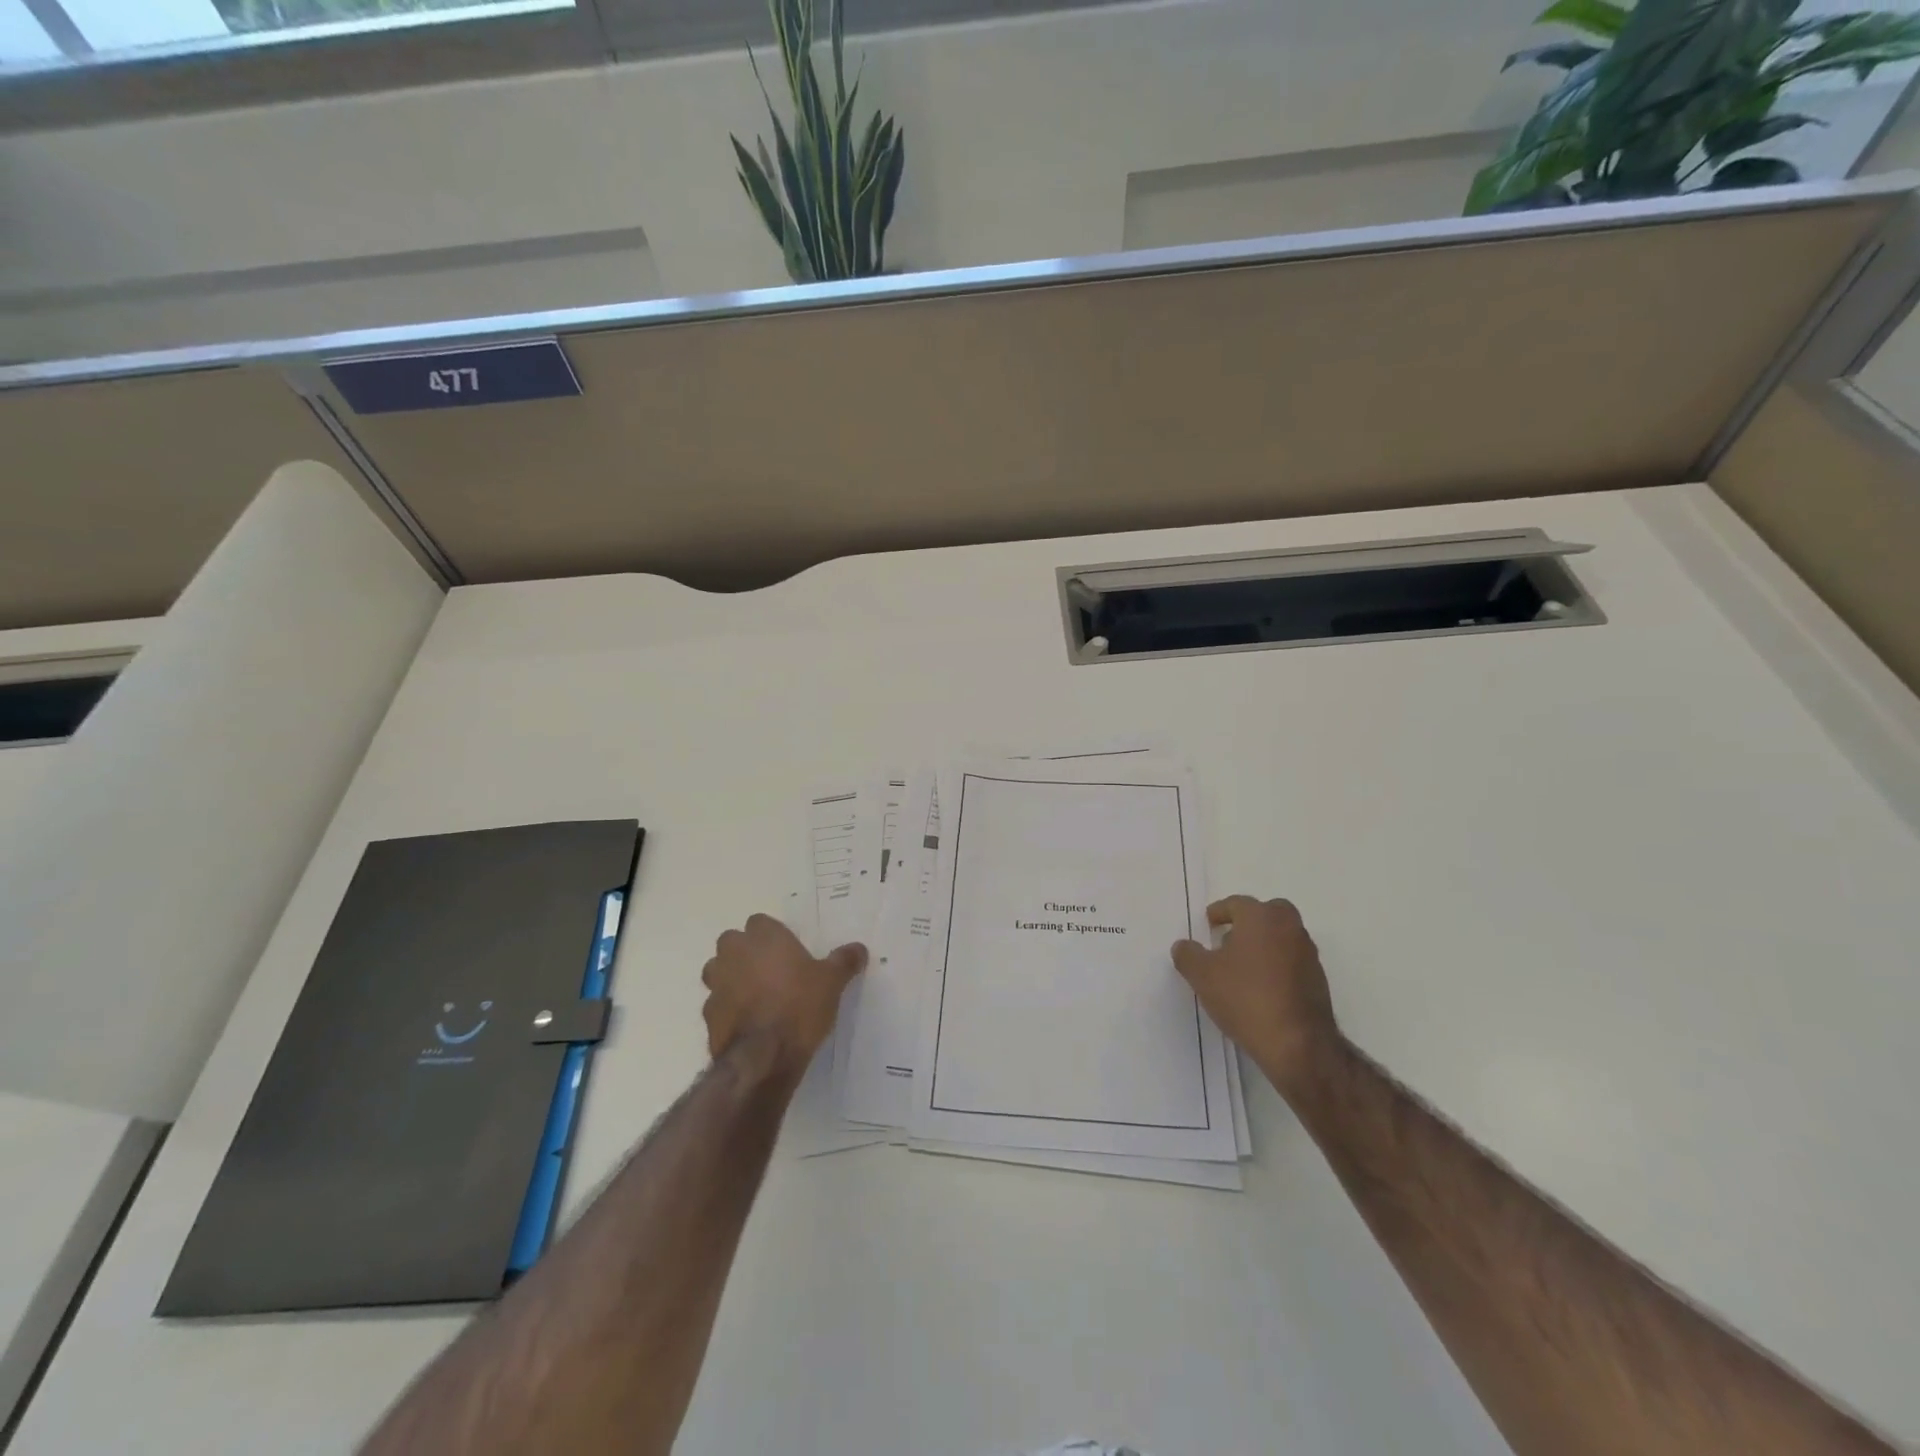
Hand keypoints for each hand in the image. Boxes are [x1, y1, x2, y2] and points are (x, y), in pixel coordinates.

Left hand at [701, 913, 865, 1076]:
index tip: (787, 950)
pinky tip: (746, 1021)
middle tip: (770, 969)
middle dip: (745, 951)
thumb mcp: (832, 981)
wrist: (764, 1056)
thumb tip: (859, 948)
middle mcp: (735, 953)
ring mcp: (716, 984)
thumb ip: (844, 961)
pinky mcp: (707, 1014)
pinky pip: (716, 1002)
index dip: (771, 935)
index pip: (759, 922)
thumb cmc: (800, 1006)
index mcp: (764, 938)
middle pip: (732, 941)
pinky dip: (728, 1007)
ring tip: (754, 993)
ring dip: (730, 976)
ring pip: (717, 969)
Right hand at [1172, 896, 1340, 1099]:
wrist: (1298, 1044)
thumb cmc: (1245, 998)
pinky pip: (1293, 961)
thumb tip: (1183, 946)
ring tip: (1243, 967)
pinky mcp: (1319, 980)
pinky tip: (1262, 987)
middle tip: (1230, 937)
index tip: (1209, 923)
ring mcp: (1308, 954)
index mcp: (1261, 918)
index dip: (1220, 912)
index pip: (1237, 904)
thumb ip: (1188, 955)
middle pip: (1269, 912)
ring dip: (1265, 944)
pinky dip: (1278, 965)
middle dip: (1250, 921)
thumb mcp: (1202, 976)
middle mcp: (1289, 928)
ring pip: (1283, 936)